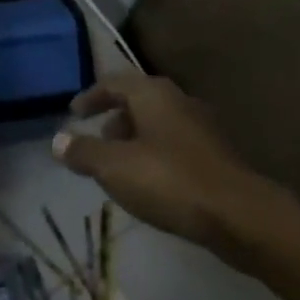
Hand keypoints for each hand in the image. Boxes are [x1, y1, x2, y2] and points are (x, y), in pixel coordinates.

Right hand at [52, 73, 299, 263]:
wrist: (241, 216)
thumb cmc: (170, 181)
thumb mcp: (115, 167)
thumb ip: (84, 151)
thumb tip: (58, 140)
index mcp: (152, 93)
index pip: (112, 83)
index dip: (90, 97)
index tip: (73, 113)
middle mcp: (178, 100)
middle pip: (137, 101)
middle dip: (114, 119)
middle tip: (97, 142)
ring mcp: (201, 126)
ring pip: (158, 124)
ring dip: (135, 139)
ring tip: (120, 167)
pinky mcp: (216, 154)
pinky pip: (175, 144)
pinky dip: (156, 155)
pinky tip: (152, 183)